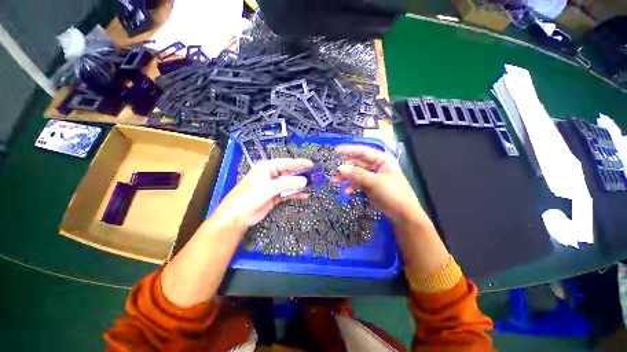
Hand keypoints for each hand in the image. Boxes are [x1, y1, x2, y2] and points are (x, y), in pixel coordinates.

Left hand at [213, 158, 312, 230]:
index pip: (286, 163)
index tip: (310, 164)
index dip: (298, 163)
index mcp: (266, 168)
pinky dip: (295, 194)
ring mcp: (272, 187)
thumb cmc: (249, 197)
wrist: (237, 216)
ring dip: (299, 185)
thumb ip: (287, 183)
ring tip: (311, 185)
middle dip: (300, 174)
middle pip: (288, 173)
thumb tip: (304, 181)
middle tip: (313, 175)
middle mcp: (270, 176)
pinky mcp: (274, 197)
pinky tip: (304, 195)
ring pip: (289, 183)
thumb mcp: (269, 188)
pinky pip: (287, 193)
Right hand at [333, 145, 426, 225]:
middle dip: (345, 168)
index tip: (336, 151)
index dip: (349, 150)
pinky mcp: (370, 186)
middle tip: (333, 173)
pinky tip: (346, 191)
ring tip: (335, 182)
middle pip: (357, 163)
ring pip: (355, 174)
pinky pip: (357, 183)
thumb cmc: (393, 193)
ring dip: (346, 178)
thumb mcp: (374, 182)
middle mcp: (377, 166)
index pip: (363, 151)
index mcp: (382, 160)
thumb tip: (340, 168)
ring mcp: (373, 176)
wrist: (403, 214)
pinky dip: (351, 186)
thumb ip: (357, 174)